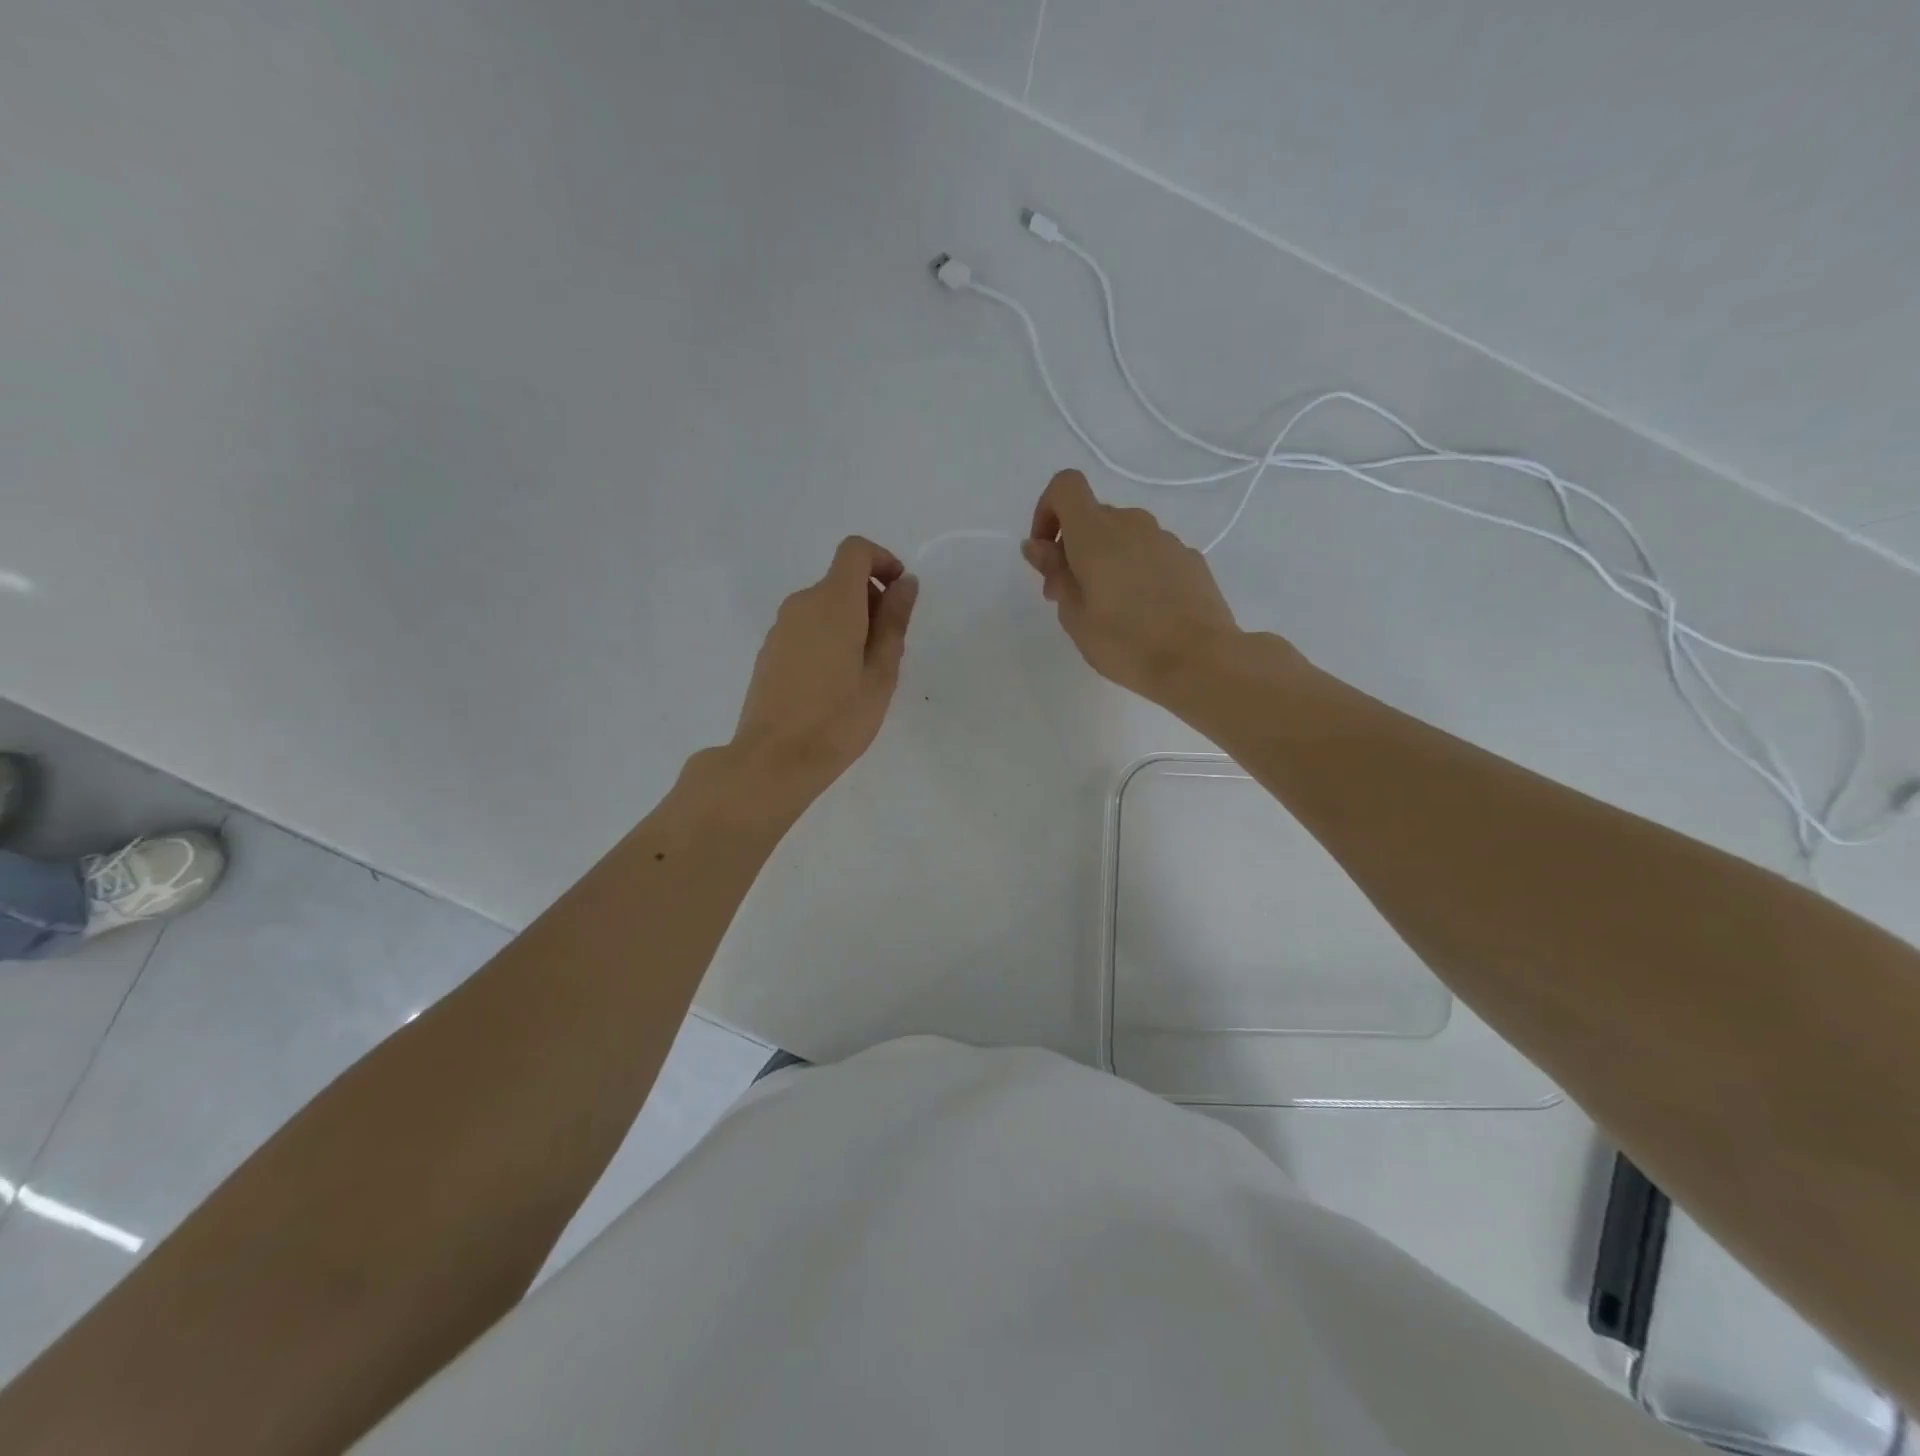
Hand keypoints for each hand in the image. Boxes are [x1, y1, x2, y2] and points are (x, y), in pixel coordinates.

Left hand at [730, 536, 918, 804]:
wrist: (775, 759)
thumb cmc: (838, 719)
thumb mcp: (881, 672)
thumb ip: (894, 622)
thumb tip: (905, 582)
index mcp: (834, 602)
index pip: (855, 551)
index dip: (882, 561)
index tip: (900, 594)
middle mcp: (802, 604)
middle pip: (841, 580)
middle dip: (871, 600)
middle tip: (888, 650)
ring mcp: (781, 627)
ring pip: (824, 606)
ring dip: (850, 623)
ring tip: (863, 674)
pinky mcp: (769, 650)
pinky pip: (807, 628)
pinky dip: (828, 638)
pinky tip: (834, 684)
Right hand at [1022, 469, 1241, 703]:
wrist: (1201, 660)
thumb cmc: (1126, 643)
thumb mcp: (1075, 616)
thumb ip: (1055, 573)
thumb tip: (1038, 546)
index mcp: (1097, 534)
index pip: (1065, 486)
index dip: (1047, 510)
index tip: (1045, 553)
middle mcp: (1132, 524)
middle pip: (1094, 516)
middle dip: (1073, 548)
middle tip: (1069, 597)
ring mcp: (1166, 539)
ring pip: (1124, 536)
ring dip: (1106, 560)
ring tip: (1109, 609)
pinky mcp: (1190, 559)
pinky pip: (1151, 554)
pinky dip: (1137, 571)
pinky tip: (1144, 612)